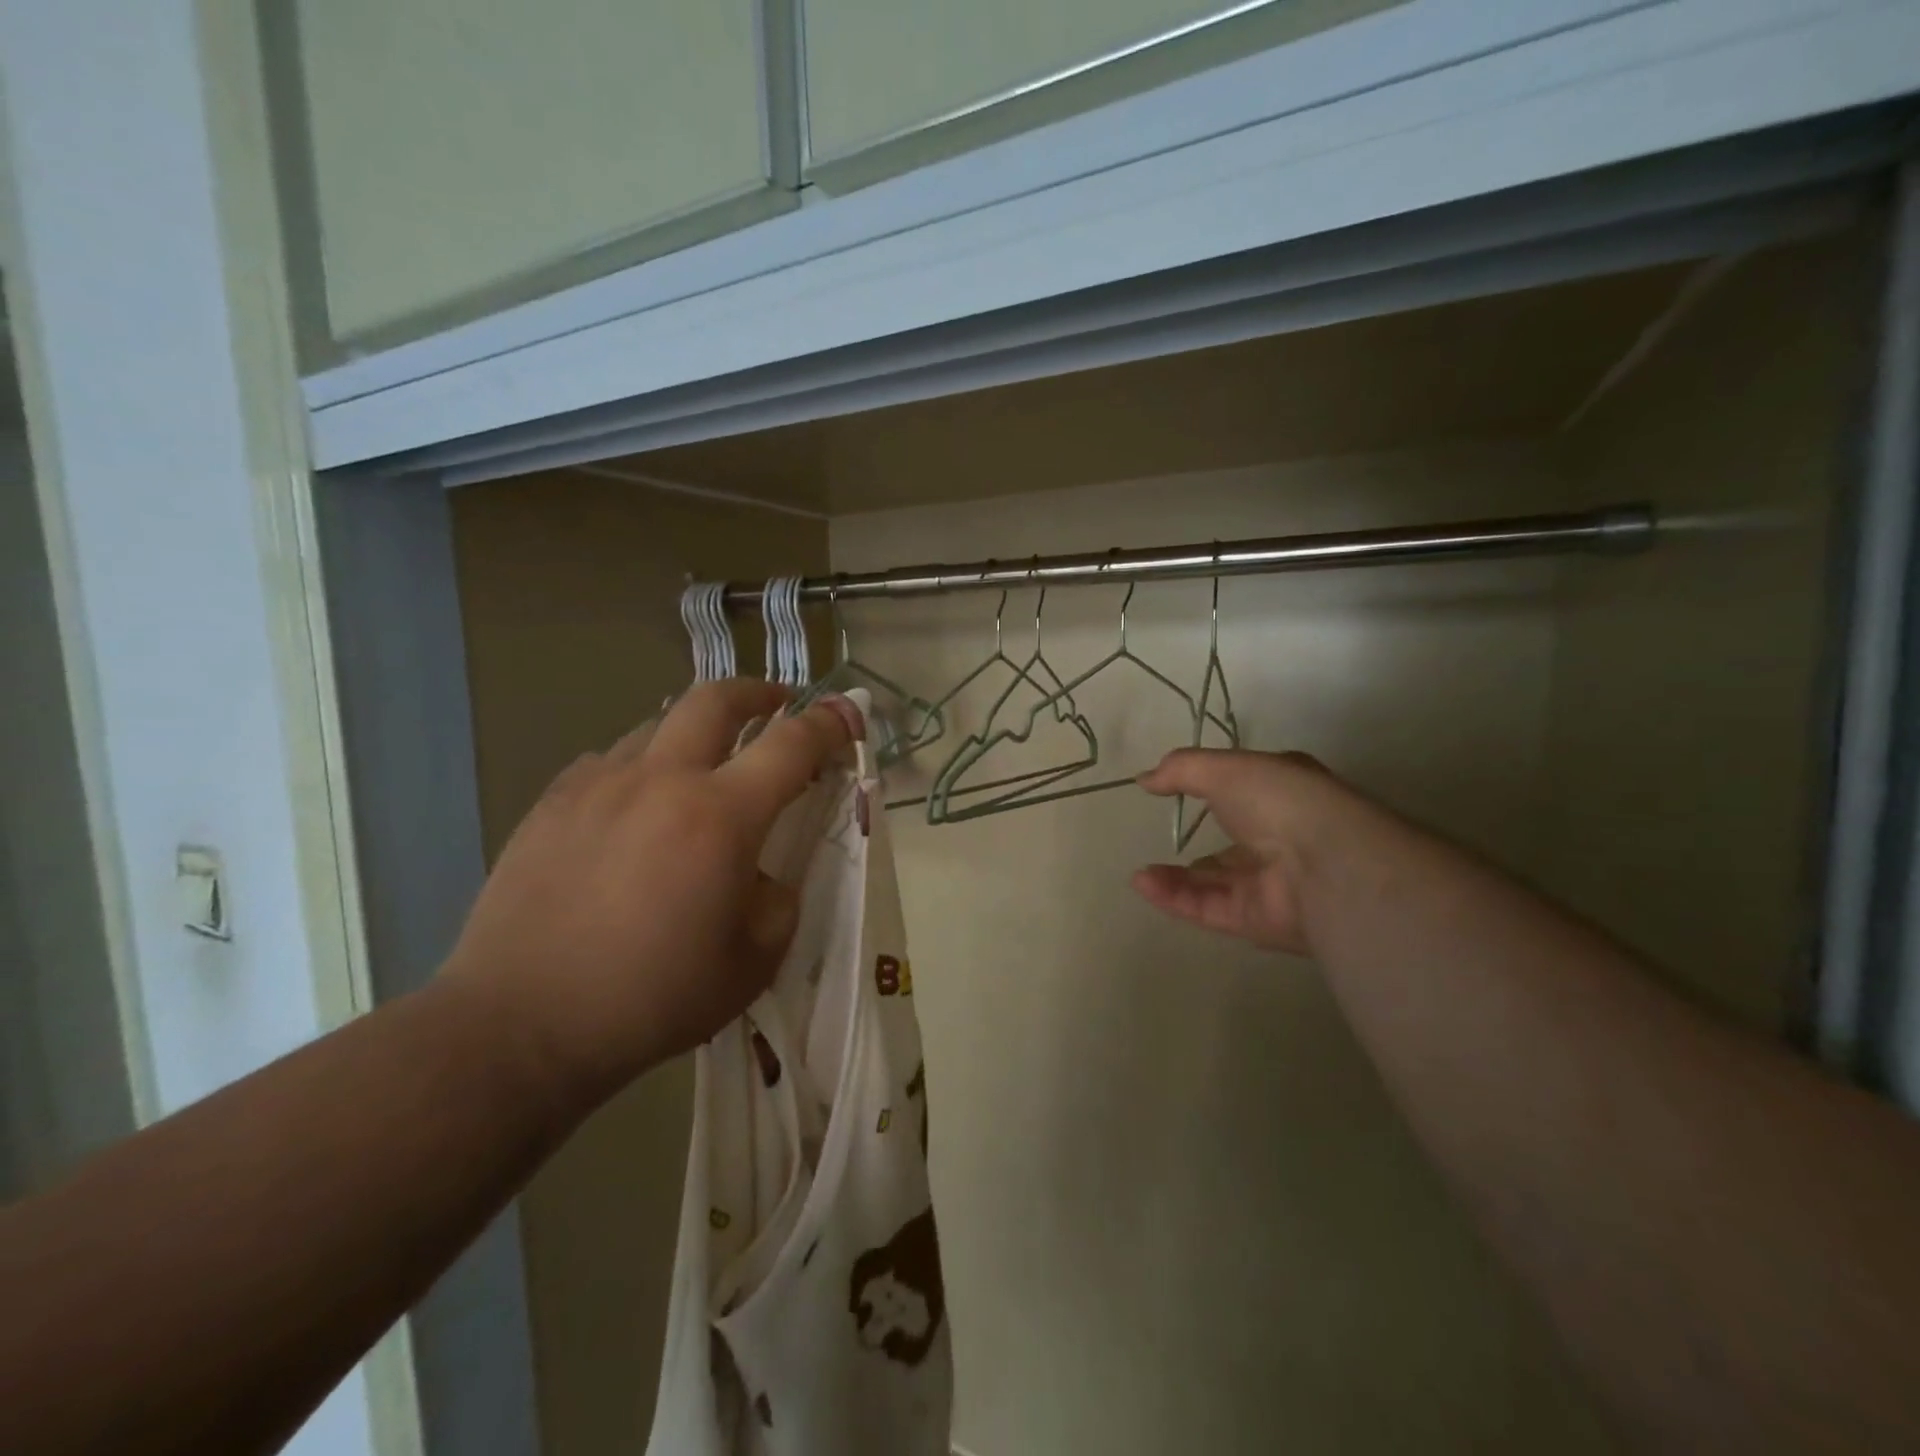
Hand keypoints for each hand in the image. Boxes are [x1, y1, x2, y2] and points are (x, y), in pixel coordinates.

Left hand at [444, 680, 862, 1102]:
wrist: (521, 1025)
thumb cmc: (652, 998)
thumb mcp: (752, 962)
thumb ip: (777, 901)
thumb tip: (760, 874)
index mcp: (721, 817)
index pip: (792, 745)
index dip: (828, 723)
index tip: (846, 712)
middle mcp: (662, 780)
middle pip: (716, 699)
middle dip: (757, 693)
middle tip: (776, 705)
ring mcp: (599, 784)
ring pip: (658, 724)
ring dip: (695, 732)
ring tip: (703, 766)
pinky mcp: (552, 802)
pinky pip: (610, 760)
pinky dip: (641, 767)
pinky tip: (636, 807)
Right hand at [1132, 748, 1345, 956]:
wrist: (1326, 867)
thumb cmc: (1280, 801)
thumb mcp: (1225, 768)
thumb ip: (1181, 770)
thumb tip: (1145, 779)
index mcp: (1283, 795)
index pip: (1245, 792)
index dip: (1212, 789)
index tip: (1173, 789)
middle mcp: (1280, 840)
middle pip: (1228, 845)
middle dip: (1193, 844)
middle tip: (1155, 839)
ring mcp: (1269, 884)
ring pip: (1213, 883)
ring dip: (1175, 878)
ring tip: (1140, 873)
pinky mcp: (1256, 921)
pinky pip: (1208, 908)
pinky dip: (1175, 898)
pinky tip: (1144, 884)